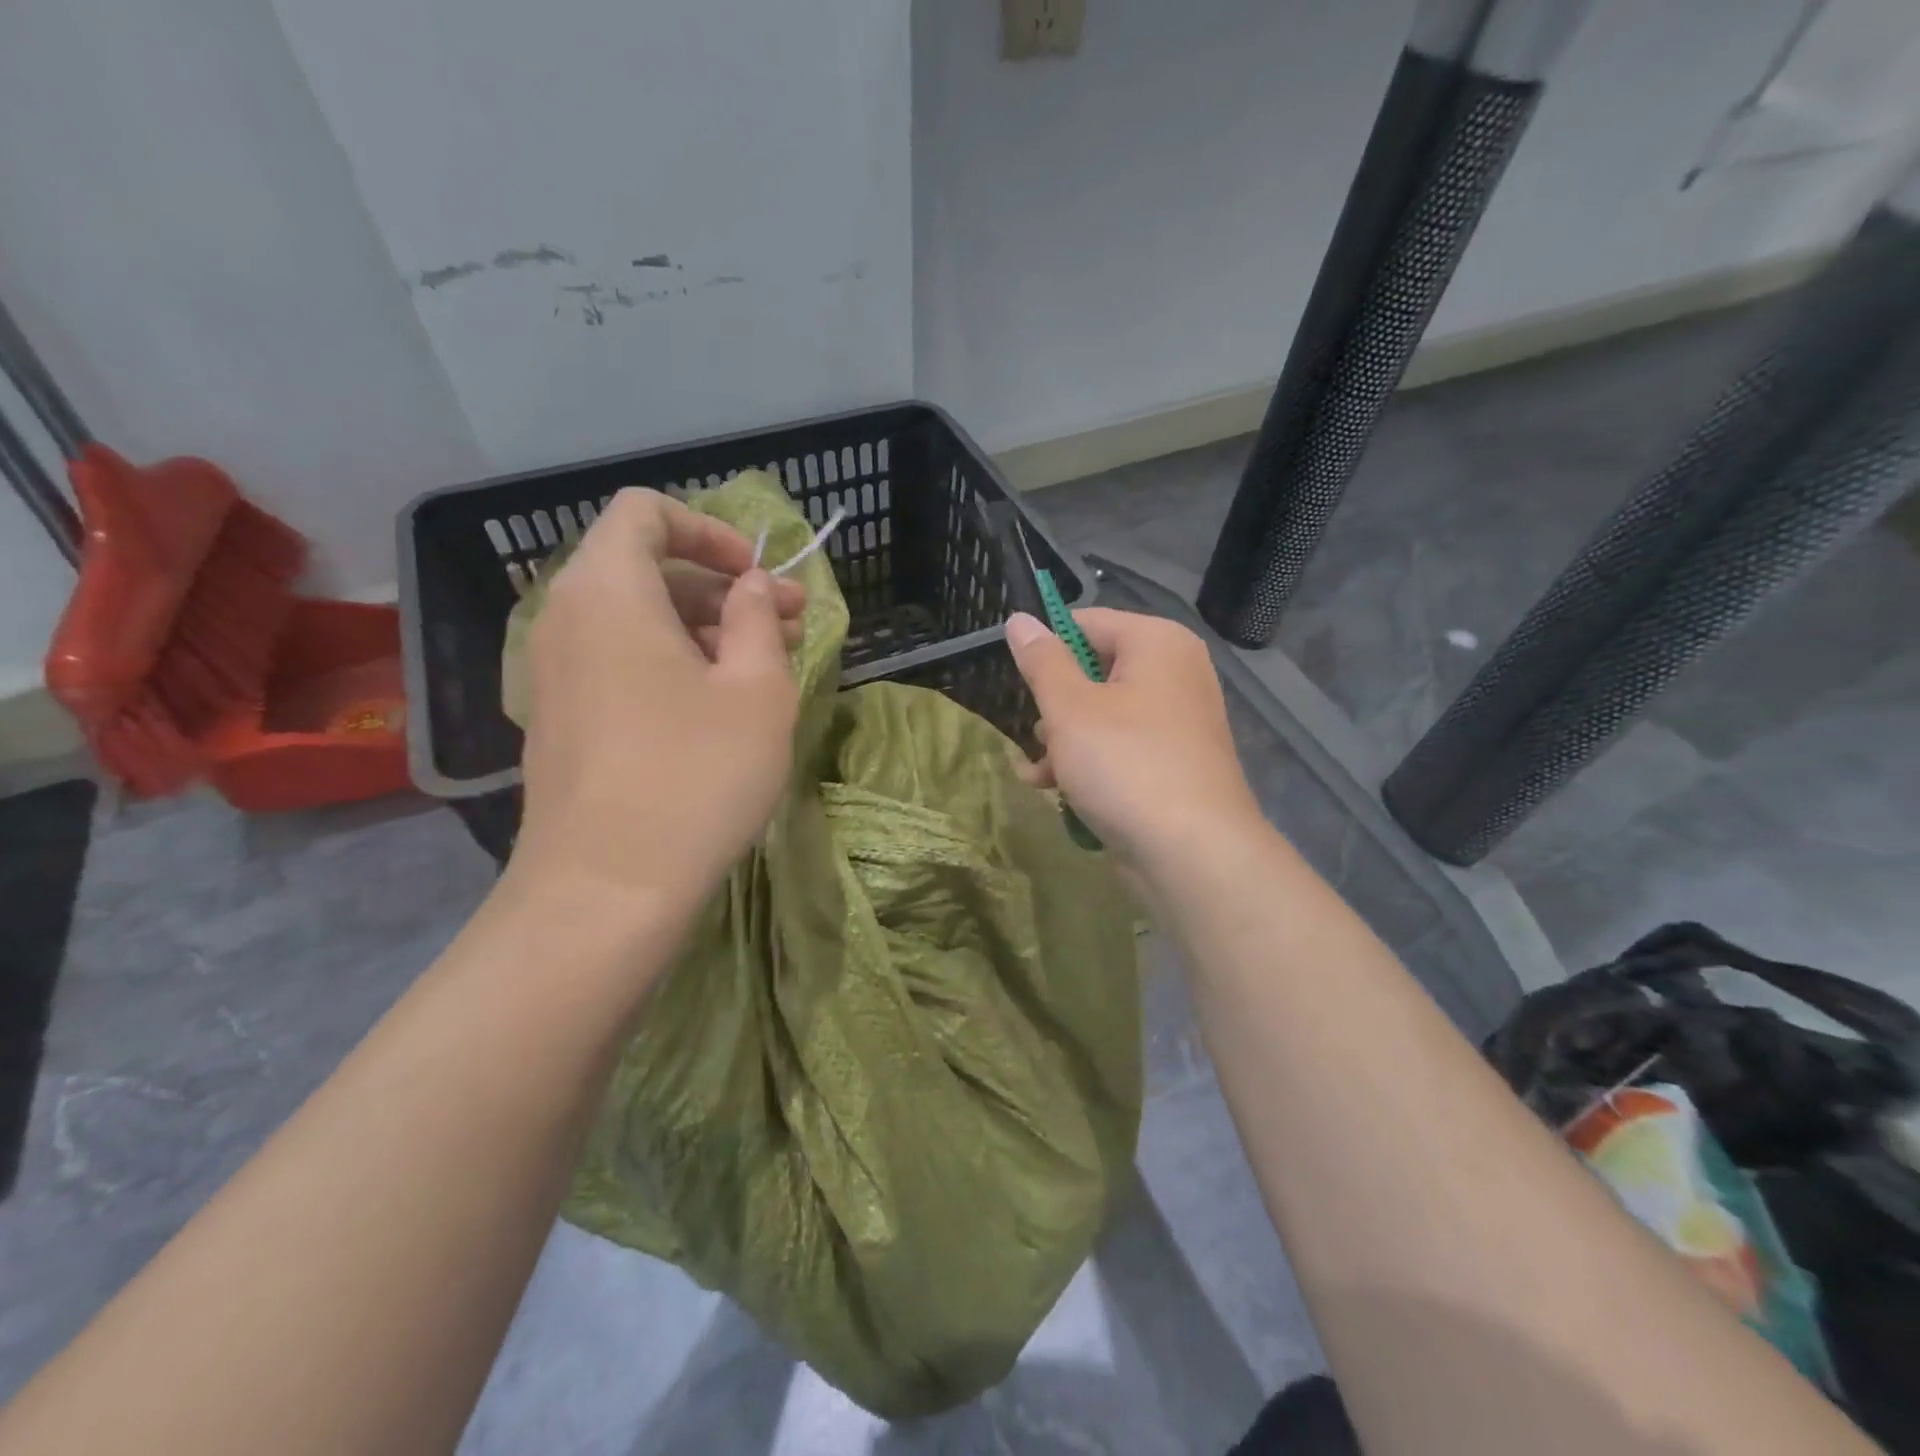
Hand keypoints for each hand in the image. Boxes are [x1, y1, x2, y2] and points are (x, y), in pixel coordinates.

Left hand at [509, 488, 806, 908]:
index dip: (710, 529)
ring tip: (766, 665)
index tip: (759, 575)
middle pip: (644, 566)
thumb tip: (753, 588)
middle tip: (790, 621)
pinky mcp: (561, 719)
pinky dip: (670, 661)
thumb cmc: (695, 776)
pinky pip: (618, 661)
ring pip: (635, 618)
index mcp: (610, 592)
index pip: (645, 512)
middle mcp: (568, 618)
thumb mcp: (757, 690)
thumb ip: (759, 620)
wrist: (606, 889)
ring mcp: (555, 672)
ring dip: (703, 626)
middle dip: (722, 585)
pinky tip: (719, 706)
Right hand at [1005, 609, 1264, 868]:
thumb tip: (1019, 619)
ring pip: (1102, 716)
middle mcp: (1175, 674)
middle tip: (1037, 735)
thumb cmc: (1125, 765)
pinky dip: (1089, 764)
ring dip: (1063, 742)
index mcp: (1157, 643)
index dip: (1046, 649)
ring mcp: (1178, 722)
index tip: (1018, 683)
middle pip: (1094, 672)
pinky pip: (1121, 749)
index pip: (1087, 623)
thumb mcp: (1070, 708)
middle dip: (1054, 707)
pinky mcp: (1173, 764)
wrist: (1193, 853)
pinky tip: (1056, 792)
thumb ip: (1042, 661)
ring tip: (1039, 772)